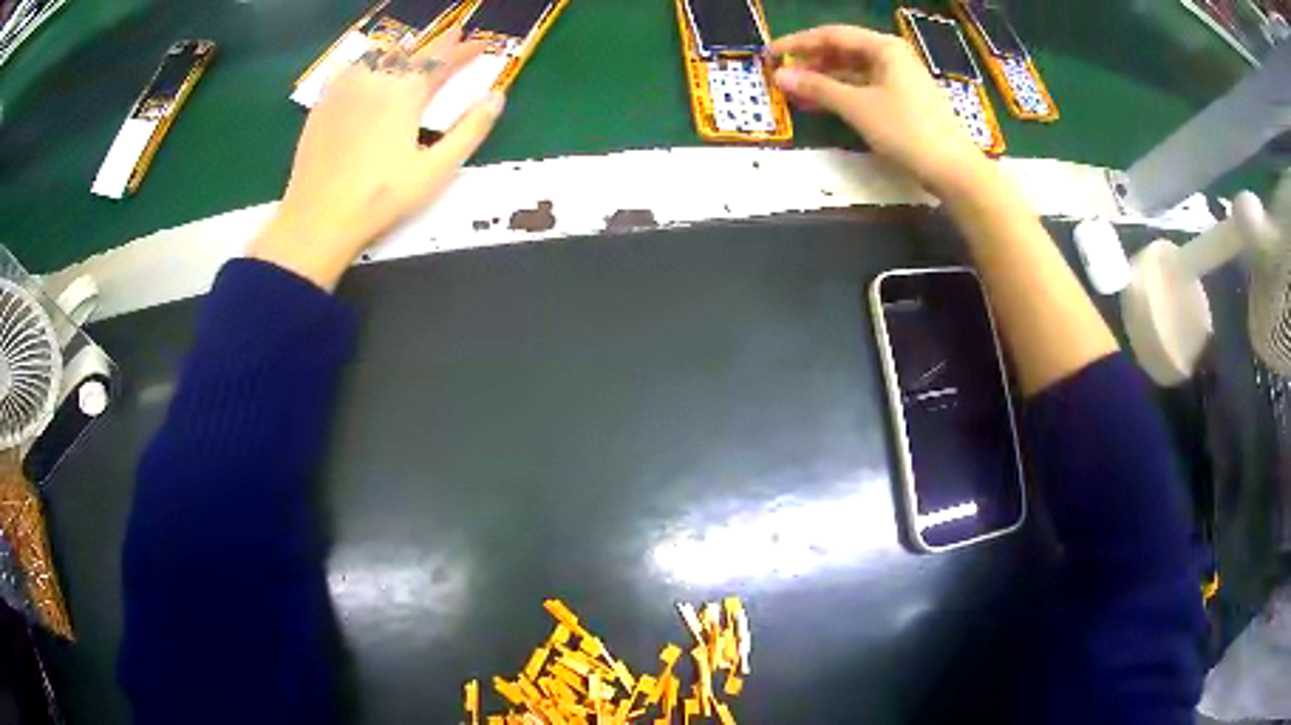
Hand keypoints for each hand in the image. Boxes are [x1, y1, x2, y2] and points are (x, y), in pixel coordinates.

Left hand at [251, 30, 505, 290]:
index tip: (481, 43)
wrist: (317, 219)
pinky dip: (368, 62)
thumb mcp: (434, 170)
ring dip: (403, 49)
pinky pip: (350, 69)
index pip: (441, 59)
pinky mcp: (322, 105)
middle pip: (411, 52)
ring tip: (414, 51)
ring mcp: (344, 90)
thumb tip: (496, 98)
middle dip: (437, 44)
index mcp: (405, 93)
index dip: (464, 49)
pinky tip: (369, 68)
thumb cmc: (380, 199)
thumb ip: (469, 131)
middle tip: (454, 38)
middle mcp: (375, 81)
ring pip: (379, 55)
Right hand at [770, 25, 989, 195]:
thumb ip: (817, 88)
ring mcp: (900, 79)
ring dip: (825, 80)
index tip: (770, 55)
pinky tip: (824, 106)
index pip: (831, 35)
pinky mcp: (904, 101)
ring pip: (853, 72)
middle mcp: (892, 56)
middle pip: (843, 51)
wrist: (953, 169)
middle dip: (811, 62)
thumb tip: (779, 76)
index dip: (798, 43)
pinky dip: (843, 94)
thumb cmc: (906, 130)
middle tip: (783, 77)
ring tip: (796, 94)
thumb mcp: (857, 107)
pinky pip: (865, 88)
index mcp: (884, 47)